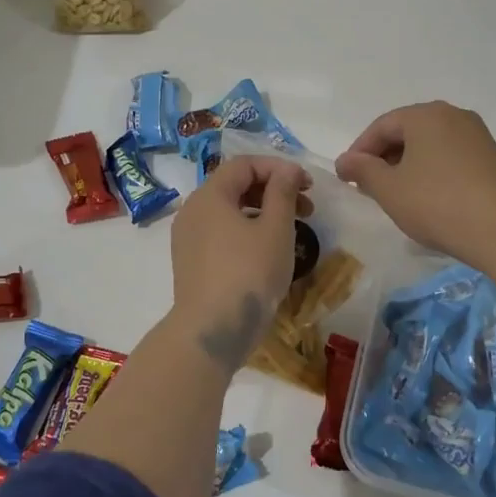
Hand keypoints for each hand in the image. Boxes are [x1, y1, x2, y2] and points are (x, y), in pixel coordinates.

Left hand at [168, 154, 310, 370]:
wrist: (212, 331)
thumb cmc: (248, 274)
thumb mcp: (275, 229)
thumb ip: (282, 193)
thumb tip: (287, 170)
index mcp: (209, 196)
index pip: (244, 165)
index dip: (278, 168)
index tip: (307, 185)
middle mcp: (193, 211)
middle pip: (235, 186)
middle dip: (273, 190)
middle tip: (306, 207)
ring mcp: (188, 239)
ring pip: (229, 211)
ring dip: (262, 212)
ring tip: (292, 230)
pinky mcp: (192, 263)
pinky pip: (221, 234)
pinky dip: (247, 231)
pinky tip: (268, 251)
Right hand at [335, 101, 495, 265]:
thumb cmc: (437, 203)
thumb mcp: (389, 189)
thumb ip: (363, 170)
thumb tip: (345, 160)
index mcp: (425, 114)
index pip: (382, 126)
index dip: (360, 151)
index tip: (348, 177)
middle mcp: (453, 115)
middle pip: (407, 131)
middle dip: (384, 157)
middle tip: (369, 186)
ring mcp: (476, 135)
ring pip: (429, 144)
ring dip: (407, 164)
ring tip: (395, 193)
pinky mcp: (491, 157)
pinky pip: (450, 155)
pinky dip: (431, 169)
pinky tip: (426, 196)